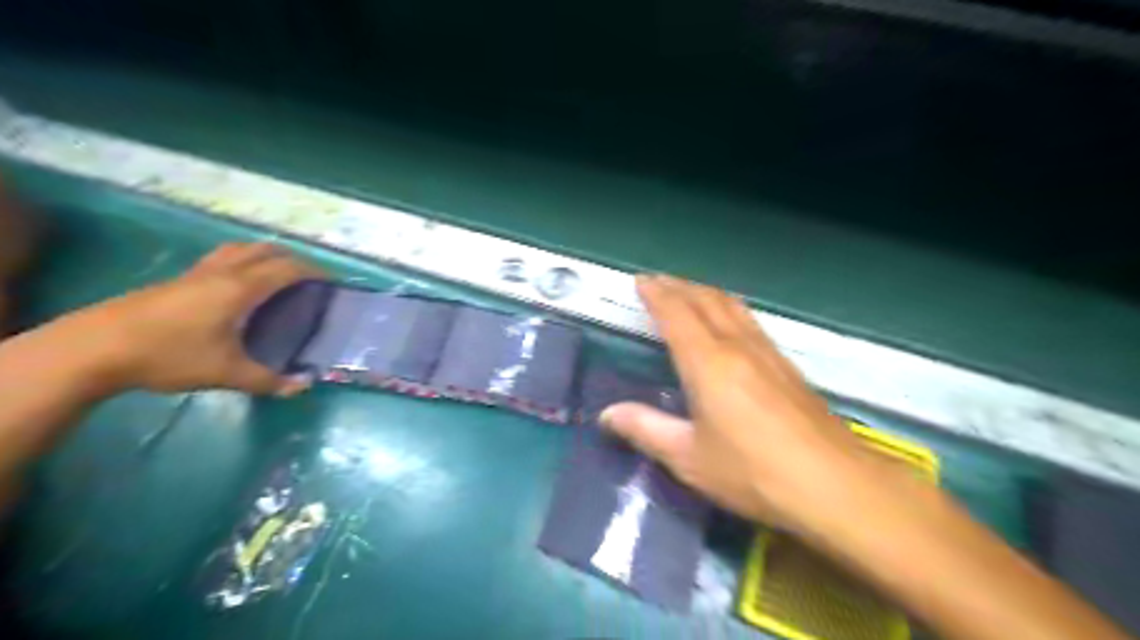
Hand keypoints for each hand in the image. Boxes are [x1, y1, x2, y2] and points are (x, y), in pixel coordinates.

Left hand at [59, 243, 325, 395]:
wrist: (92, 349)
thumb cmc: (168, 355)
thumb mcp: (225, 373)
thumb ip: (268, 380)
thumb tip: (303, 387)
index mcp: (240, 288)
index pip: (287, 268)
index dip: (314, 271)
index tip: (332, 282)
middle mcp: (221, 273)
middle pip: (264, 250)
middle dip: (292, 258)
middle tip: (309, 277)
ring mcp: (195, 274)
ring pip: (239, 250)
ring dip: (264, 255)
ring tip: (277, 273)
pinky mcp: (176, 281)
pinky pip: (221, 259)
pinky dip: (242, 262)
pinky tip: (238, 287)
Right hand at [605, 274, 873, 528]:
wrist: (834, 484)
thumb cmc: (753, 472)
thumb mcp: (689, 458)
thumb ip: (646, 429)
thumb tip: (607, 414)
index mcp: (708, 362)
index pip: (677, 314)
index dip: (657, 294)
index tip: (641, 281)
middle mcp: (738, 346)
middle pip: (706, 300)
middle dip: (679, 286)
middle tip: (658, 282)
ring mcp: (767, 353)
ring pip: (732, 306)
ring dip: (705, 293)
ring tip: (688, 293)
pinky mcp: (788, 366)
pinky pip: (750, 320)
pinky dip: (728, 308)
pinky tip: (730, 322)